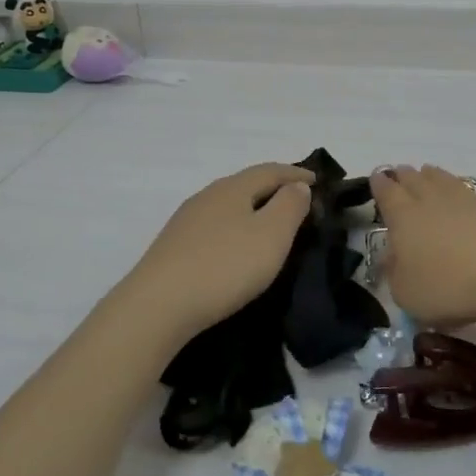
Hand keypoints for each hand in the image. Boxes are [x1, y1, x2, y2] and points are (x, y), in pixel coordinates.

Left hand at [114, 163, 314, 343]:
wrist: (158, 305)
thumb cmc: (224, 266)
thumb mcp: (270, 236)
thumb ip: (289, 207)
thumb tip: (297, 186)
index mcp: (233, 188)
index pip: (270, 170)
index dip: (296, 174)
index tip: (317, 182)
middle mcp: (207, 196)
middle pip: (246, 184)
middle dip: (273, 189)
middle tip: (297, 201)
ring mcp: (187, 221)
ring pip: (228, 205)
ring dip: (252, 208)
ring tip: (270, 224)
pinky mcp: (174, 246)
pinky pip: (214, 226)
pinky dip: (234, 227)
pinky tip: (235, 245)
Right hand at [370, 164, 475, 325]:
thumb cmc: (448, 283)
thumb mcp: (407, 294)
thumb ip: (395, 276)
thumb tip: (391, 260)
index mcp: (402, 216)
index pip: (386, 193)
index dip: (379, 185)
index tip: (376, 177)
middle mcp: (428, 200)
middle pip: (413, 180)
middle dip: (403, 176)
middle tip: (399, 173)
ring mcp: (462, 201)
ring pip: (440, 180)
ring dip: (430, 176)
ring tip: (426, 173)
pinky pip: (466, 192)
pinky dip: (457, 191)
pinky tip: (459, 196)